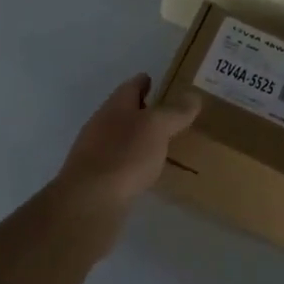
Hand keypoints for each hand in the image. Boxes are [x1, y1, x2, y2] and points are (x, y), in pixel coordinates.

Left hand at [52, 75, 200, 225]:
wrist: (89, 201)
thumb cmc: (125, 155)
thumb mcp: (157, 127)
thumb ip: (175, 112)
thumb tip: (193, 95)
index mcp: (116, 104)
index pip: (133, 85)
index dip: (147, 81)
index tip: (163, 83)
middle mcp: (102, 123)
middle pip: (125, 110)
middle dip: (145, 111)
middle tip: (171, 115)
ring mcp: (95, 151)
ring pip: (121, 137)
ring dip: (139, 138)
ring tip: (163, 144)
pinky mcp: (96, 179)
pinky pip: (119, 162)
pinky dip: (133, 162)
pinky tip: (146, 172)